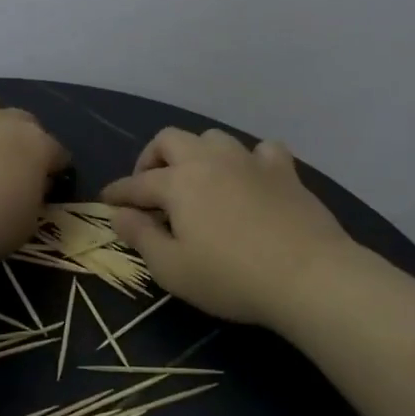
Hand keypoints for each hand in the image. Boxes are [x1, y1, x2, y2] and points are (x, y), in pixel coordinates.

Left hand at [0, 89, 70, 272]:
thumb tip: (28, 186)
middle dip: (22, 138)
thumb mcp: (28, 222)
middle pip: (23, 120)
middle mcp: (5, 122)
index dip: (55, 168)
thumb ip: (33, 197)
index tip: (49, 185)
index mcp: (37, 145)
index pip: (57, 152)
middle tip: (12, 166)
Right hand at [99, 128, 354, 330]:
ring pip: (213, 138)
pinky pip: (261, 150)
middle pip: (170, 140)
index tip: (106, 201)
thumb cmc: (230, 277)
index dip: (118, 193)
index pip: (137, 183)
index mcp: (178, 182)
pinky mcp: (284, 171)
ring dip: (197, 153)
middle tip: (150, 187)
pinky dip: (249, 160)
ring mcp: (250, 161)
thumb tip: (119, 214)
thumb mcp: (172, 268)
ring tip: (197, 180)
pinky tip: (250, 178)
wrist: (308, 275)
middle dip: (152, 158)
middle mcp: (210, 160)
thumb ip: (140, 237)